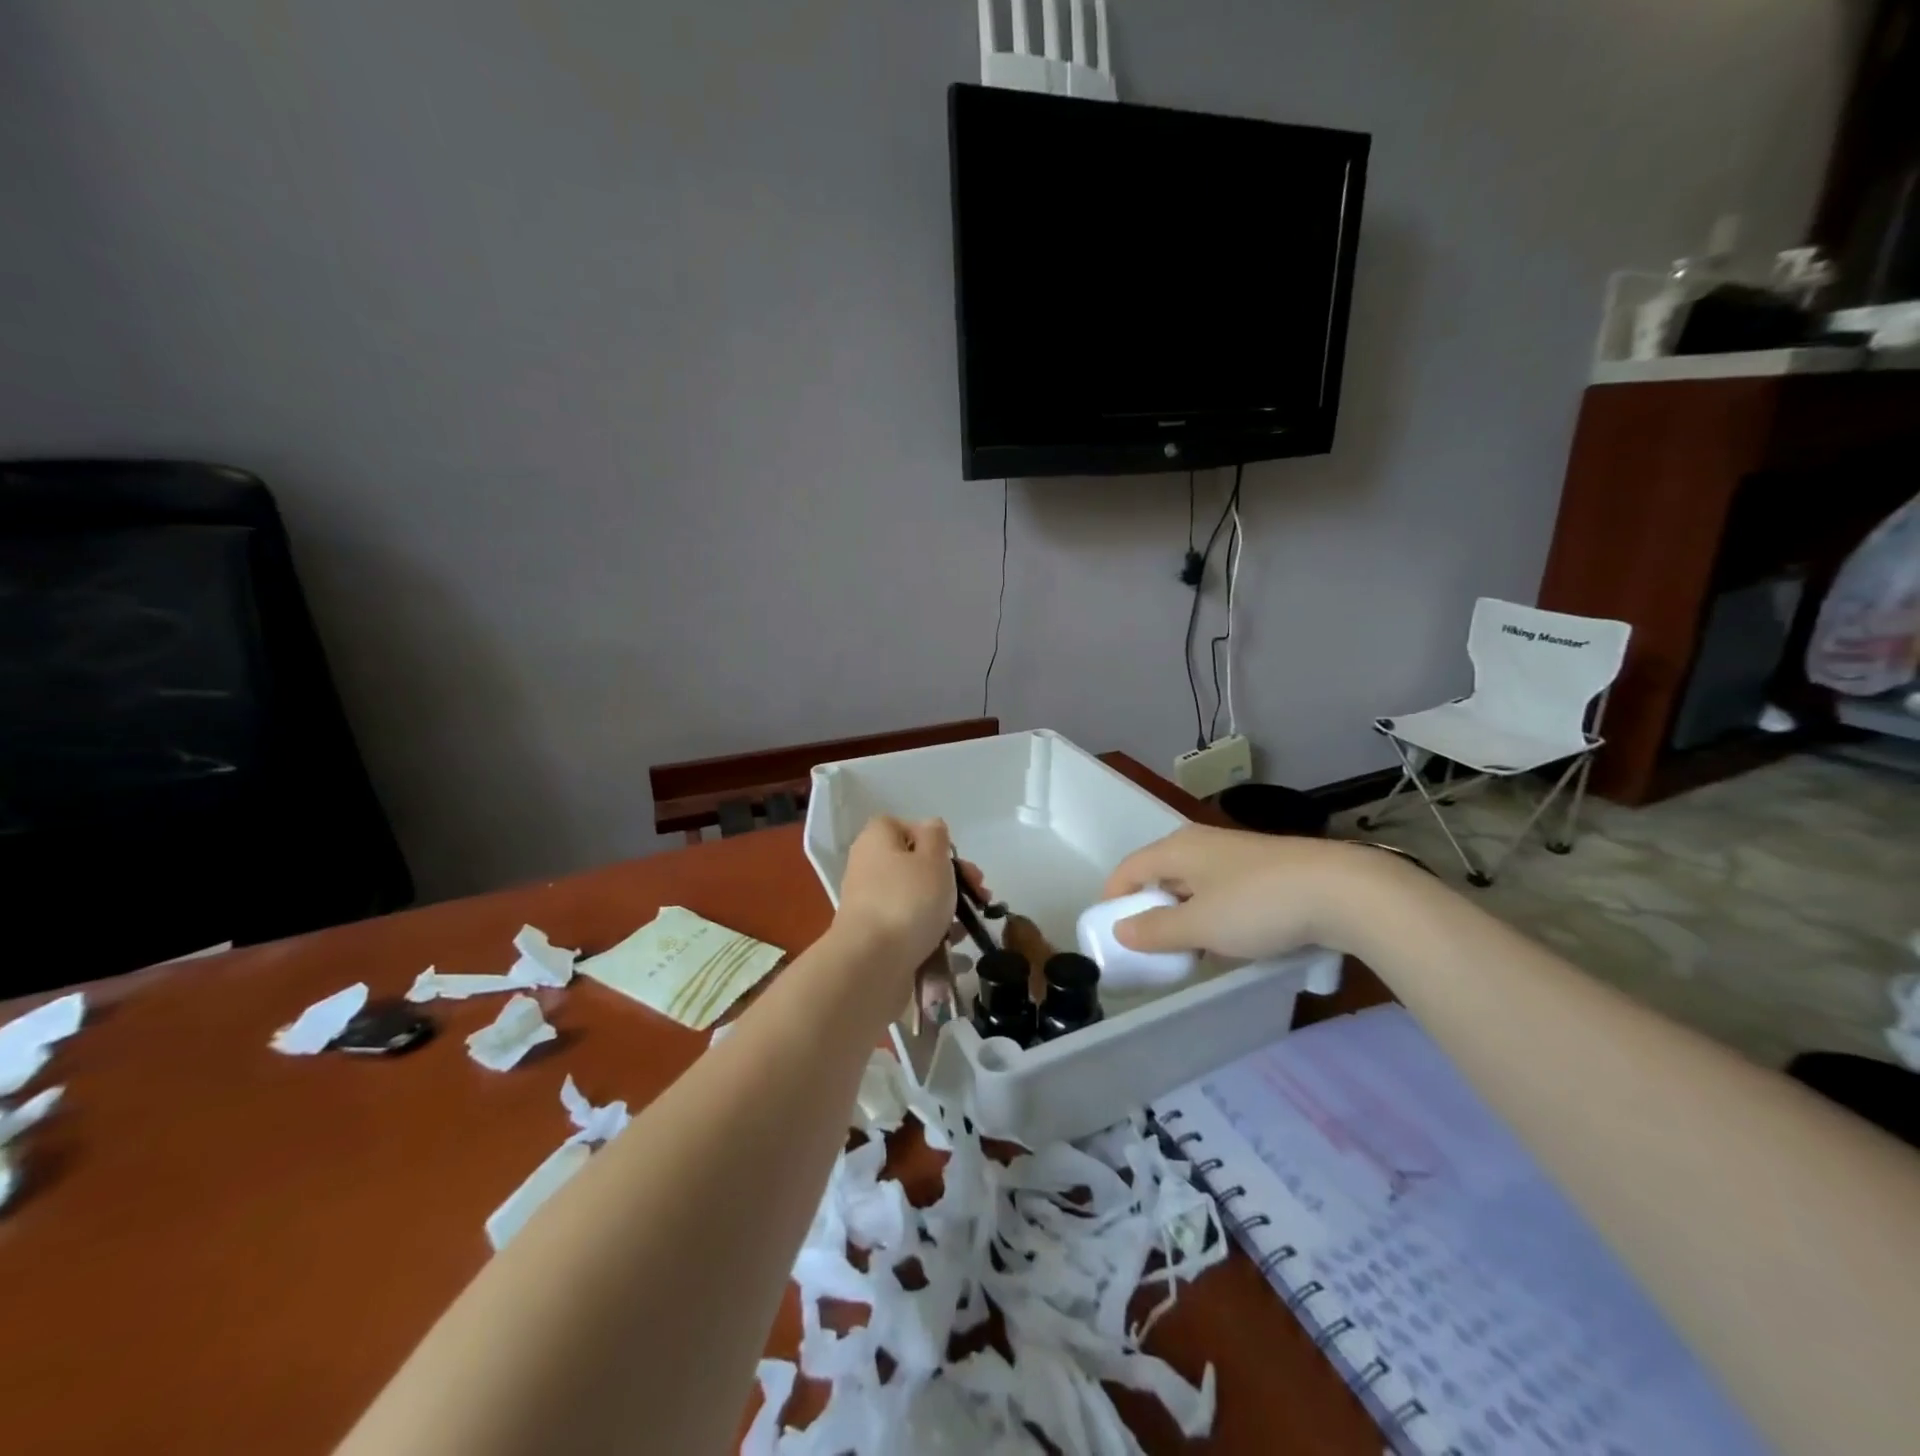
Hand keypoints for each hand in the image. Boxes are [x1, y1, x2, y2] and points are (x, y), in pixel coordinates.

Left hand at [833, 816, 964, 972]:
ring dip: (946, 906)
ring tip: (971, 922)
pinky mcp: (878, 936)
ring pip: (917, 897)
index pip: (905, 826)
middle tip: (978, 893)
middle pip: (916, 863)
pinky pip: (911, 925)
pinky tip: (954, 941)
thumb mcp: (933, 858)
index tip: (955, 858)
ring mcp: (872, 904)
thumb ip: (937, 836)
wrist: (871, 965)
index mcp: (877, 840)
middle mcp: (869, 867)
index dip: (933, 839)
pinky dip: (932, 930)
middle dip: (952, 877)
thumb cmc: (907, 901)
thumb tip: (931, 828)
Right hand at [1102, 825, 1388, 959]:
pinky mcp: (1265, 869)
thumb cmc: (1256, 905)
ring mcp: (1235, 855)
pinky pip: (1222, 892)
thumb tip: (1121, 930)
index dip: (1113, 898)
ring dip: (1184, 916)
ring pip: (1193, 885)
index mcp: (1177, 848)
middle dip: (1150, 910)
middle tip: (1149, 948)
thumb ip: (1156, 930)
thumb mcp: (1199, 926)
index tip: (1109, 933)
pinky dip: (1213, 914)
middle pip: (1160, 875)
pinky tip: (1229, 941)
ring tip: (1189, 951)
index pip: (1129, 868)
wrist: (1341, 891)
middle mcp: (1201, 843)